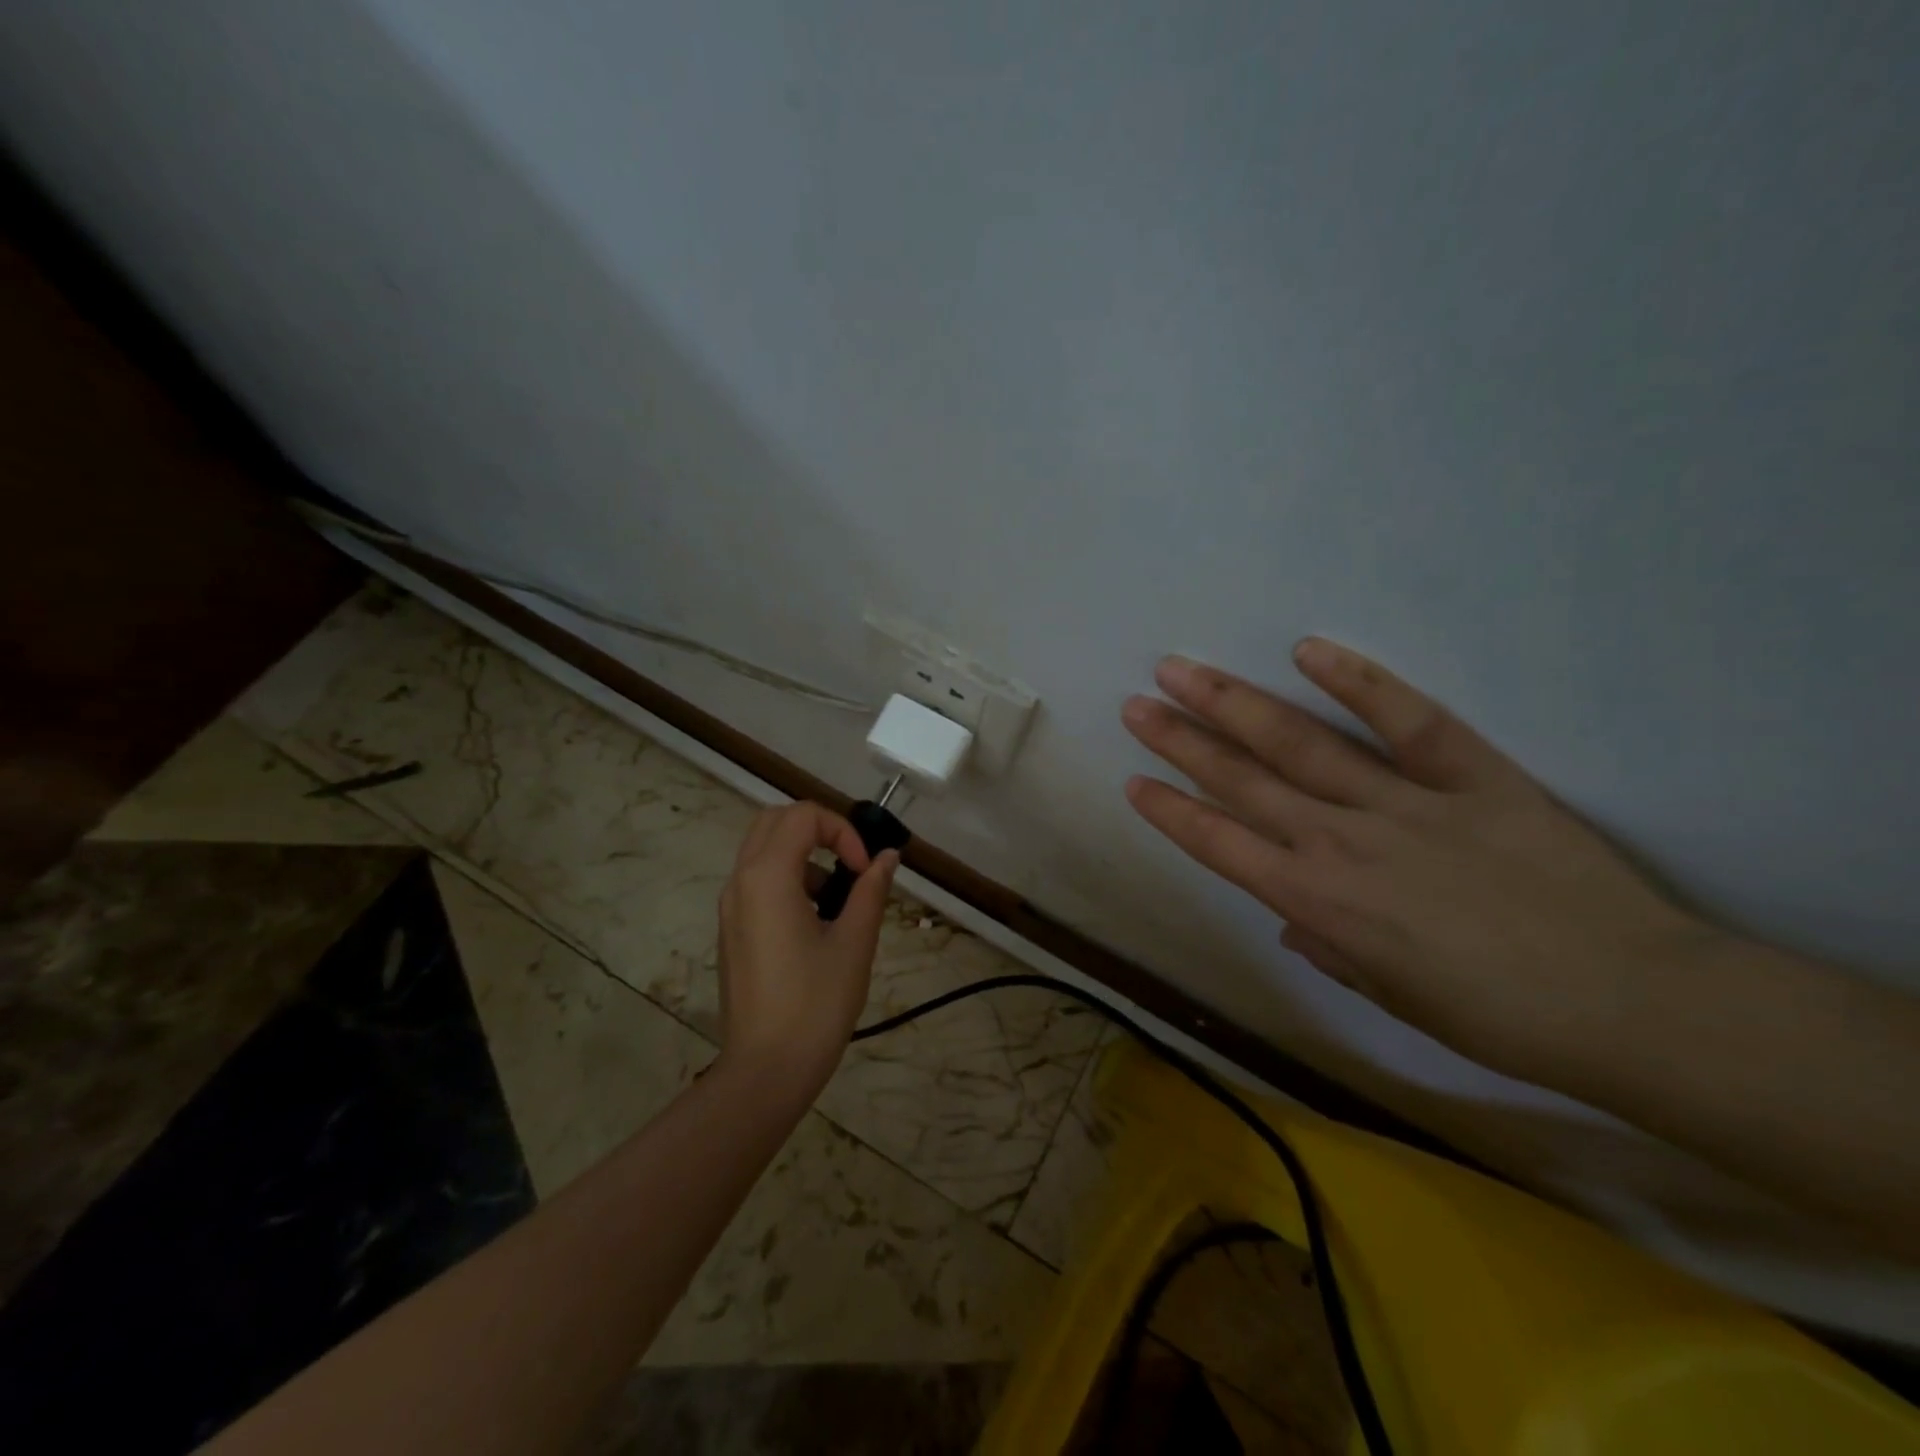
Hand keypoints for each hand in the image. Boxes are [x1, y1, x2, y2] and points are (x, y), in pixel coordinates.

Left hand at [716, 802, 898, 1089]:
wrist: (765, 1071)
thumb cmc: (815, 1005)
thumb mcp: (854, 943)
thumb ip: (871, 891)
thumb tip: (887, 857)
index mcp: (768, 878)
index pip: (803, 816)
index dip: (842, 831)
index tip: (865, 870)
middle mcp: (741, 882)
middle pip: (775, 821)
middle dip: (818, 829)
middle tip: (850, 862)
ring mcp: (730, 907)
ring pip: (762, 849)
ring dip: (802, 854)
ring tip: (836, 898)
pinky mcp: (731, 929)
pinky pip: (756, 881)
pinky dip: (788, 878)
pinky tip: (814, 922)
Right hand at [1122, 639, 1723, 1088]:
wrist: (1634, 1004)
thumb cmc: (1498, 1018)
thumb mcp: (1393, 997)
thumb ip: (1329, 949)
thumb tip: (1292, 920)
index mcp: (1317, 902)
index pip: (1218, 843)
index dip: (1170, 810)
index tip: (1134, 779)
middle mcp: (1340, 842)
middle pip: (1240, 780)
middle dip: (1180, 740)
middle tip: (1137, 703)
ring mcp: (1402, 802)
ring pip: (1297, 743)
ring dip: (1232, 705)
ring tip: (1182, 671)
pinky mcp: (1470, 775)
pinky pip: (1406, 720)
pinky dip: (1358, 682)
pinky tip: (1308, 650)